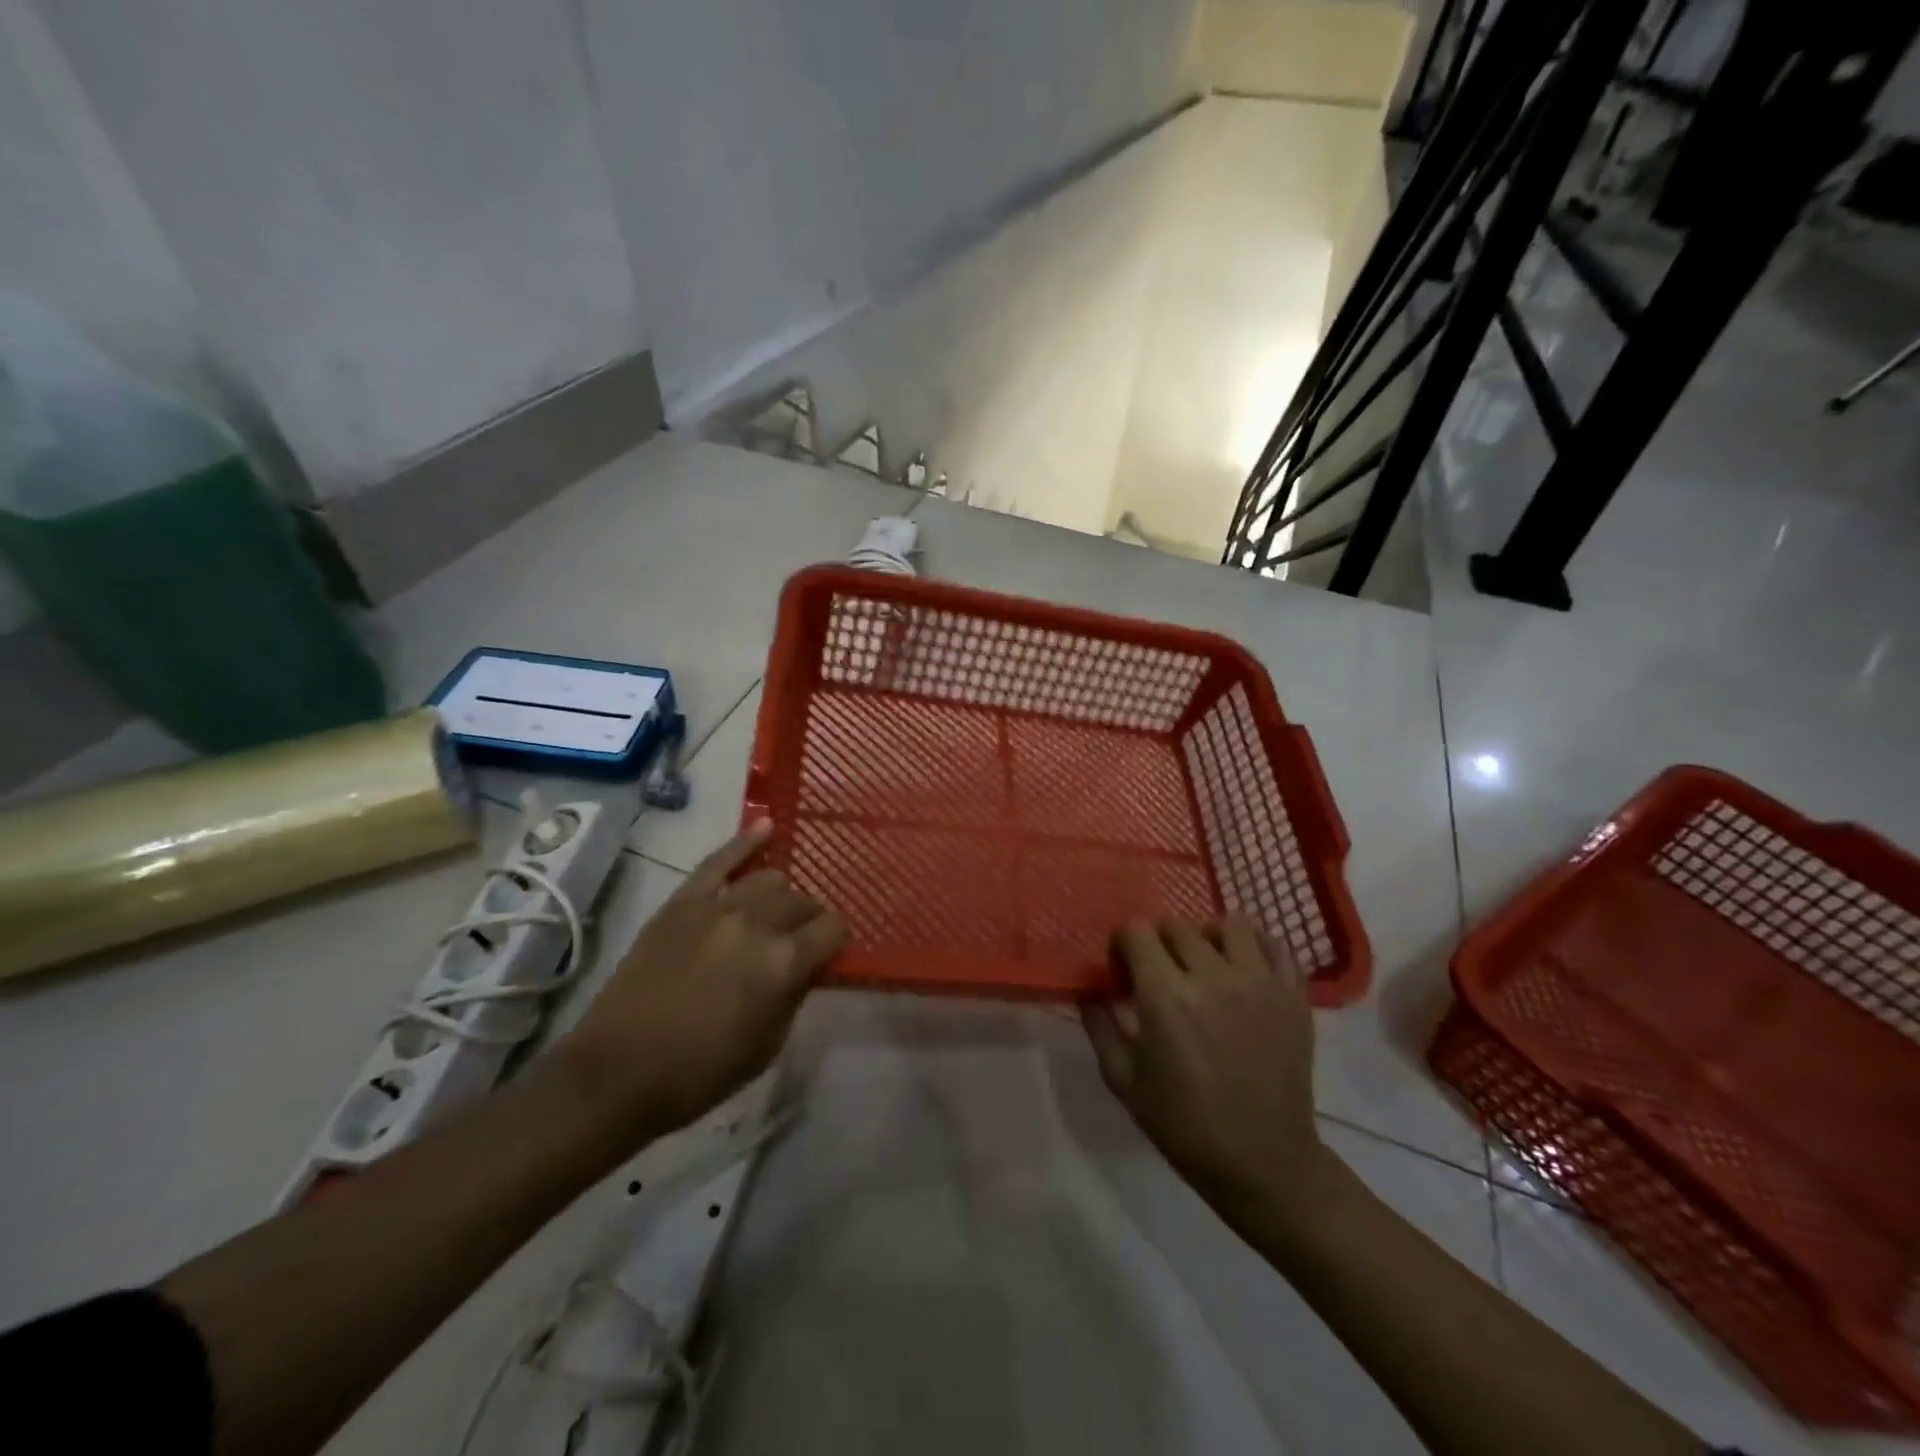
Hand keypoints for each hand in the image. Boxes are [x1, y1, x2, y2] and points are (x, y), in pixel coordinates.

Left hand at [559, 823, 846, 1138]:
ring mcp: (716, 906)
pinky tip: (765, 827)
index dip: (835, 942)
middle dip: (809, 919)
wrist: (618, 1073)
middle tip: (798, 941)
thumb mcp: (769, 1045)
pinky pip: (719, 861)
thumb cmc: (701, 1072)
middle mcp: (756, 923)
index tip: (828, 954)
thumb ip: (796, 993)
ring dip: (779, 896)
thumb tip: (809, 964)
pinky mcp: (681, 902)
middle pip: (802, 900)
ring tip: (771, 913)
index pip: (833, 928)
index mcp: (783, 963)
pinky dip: (745, 842)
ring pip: (769, 878)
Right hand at [1083, 918, 1334, 1218]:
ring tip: (1206, 961)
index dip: (1123, 943)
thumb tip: (1088, 987)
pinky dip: (1257, 946)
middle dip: (1160, 942)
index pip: (1137, 932)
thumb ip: (1099, 1025)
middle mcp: (1212, 977)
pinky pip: (1277, 945)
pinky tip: (1244, 967)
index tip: (1123, 966)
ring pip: (1230, 924)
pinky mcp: (1293, 996)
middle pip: (1178, 926)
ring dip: (1209, 935)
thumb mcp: (1123, 1080)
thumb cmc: (1184, 1125)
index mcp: (1165, 996)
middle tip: (1160, 971)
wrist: (1263, 1163)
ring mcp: (1259, 982)